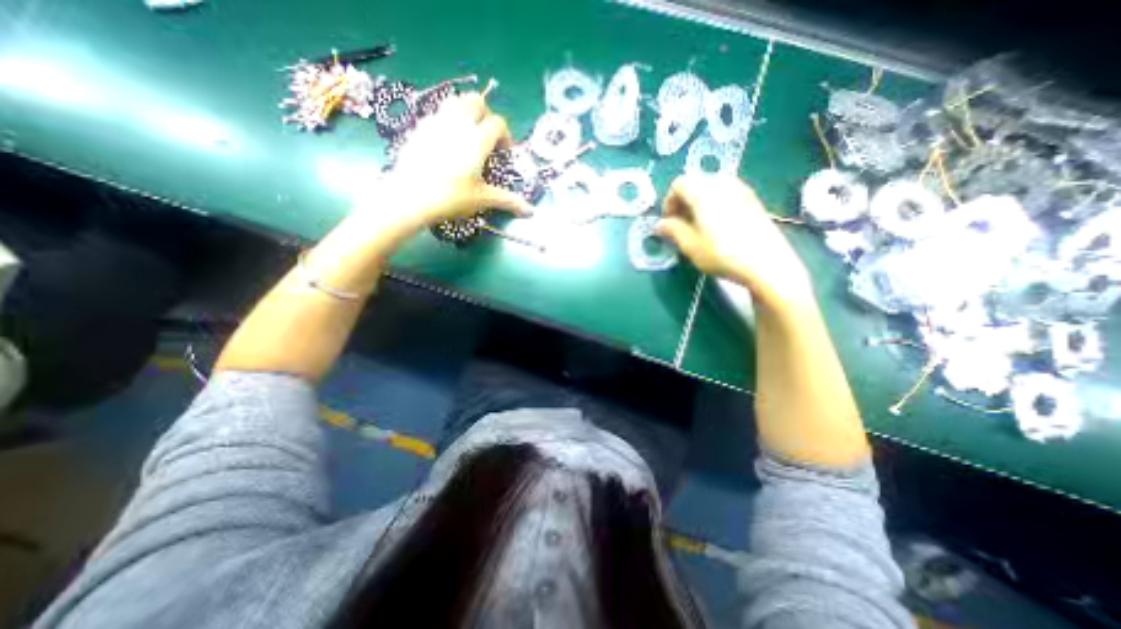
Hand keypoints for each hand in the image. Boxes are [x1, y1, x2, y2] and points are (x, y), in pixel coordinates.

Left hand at [377, 91, 531, 229]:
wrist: (411, 197)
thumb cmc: (452, 197)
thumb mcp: (483, 199)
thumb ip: (507, 200)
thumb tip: (530, 211)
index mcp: (477, 140)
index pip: (498, 123)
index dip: (505, 136)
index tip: (504, 153)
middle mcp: (458, 124)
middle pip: (476, 101)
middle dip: (486, 115)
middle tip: (487, 137)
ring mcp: (436, 123)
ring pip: (454, 102)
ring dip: (466, 113)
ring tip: (467, 136)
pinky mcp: (419, 128)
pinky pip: (438, 114)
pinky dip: (447, 121)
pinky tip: (446, 143)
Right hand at [658, 171, 815, 306]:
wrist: (767, 263)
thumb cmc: (722, 254)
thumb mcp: (691, 246)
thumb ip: (673, 230)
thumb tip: (660, 224)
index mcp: (704, 192)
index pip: (679, 184)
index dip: (669, 201)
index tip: (668, 221)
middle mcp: (723, 184)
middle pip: (696, 182)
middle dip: (683, 201)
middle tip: (680, 224)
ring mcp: (741, 190)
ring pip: (711, 187)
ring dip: (699, 202)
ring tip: (698, 226)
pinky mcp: (753, 200)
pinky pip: (726, 193)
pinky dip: (715, 204)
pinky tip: (717, 226)